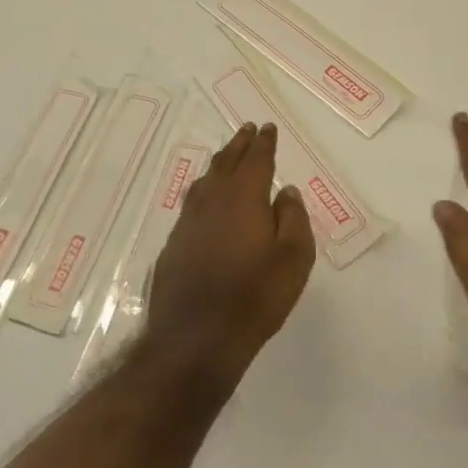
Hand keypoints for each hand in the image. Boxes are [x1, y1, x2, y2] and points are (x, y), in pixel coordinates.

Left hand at [143, 122, 315, 377]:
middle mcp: (213, 201)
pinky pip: (192, 204)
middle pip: (226, 163)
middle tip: (247, 129)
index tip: (266, 127)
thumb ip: (293, 219)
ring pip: (205, 181)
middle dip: (239, 145)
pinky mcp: (174, 245)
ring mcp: (188, 223)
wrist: (195, 339)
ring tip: (227, 156)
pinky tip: (205, 200)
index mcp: (244, 198)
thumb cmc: (255, 297)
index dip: (263, 142)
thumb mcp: (293, 259)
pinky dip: (203, 191)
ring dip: (219, 164)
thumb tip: (286, 192)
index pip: (256, 160)